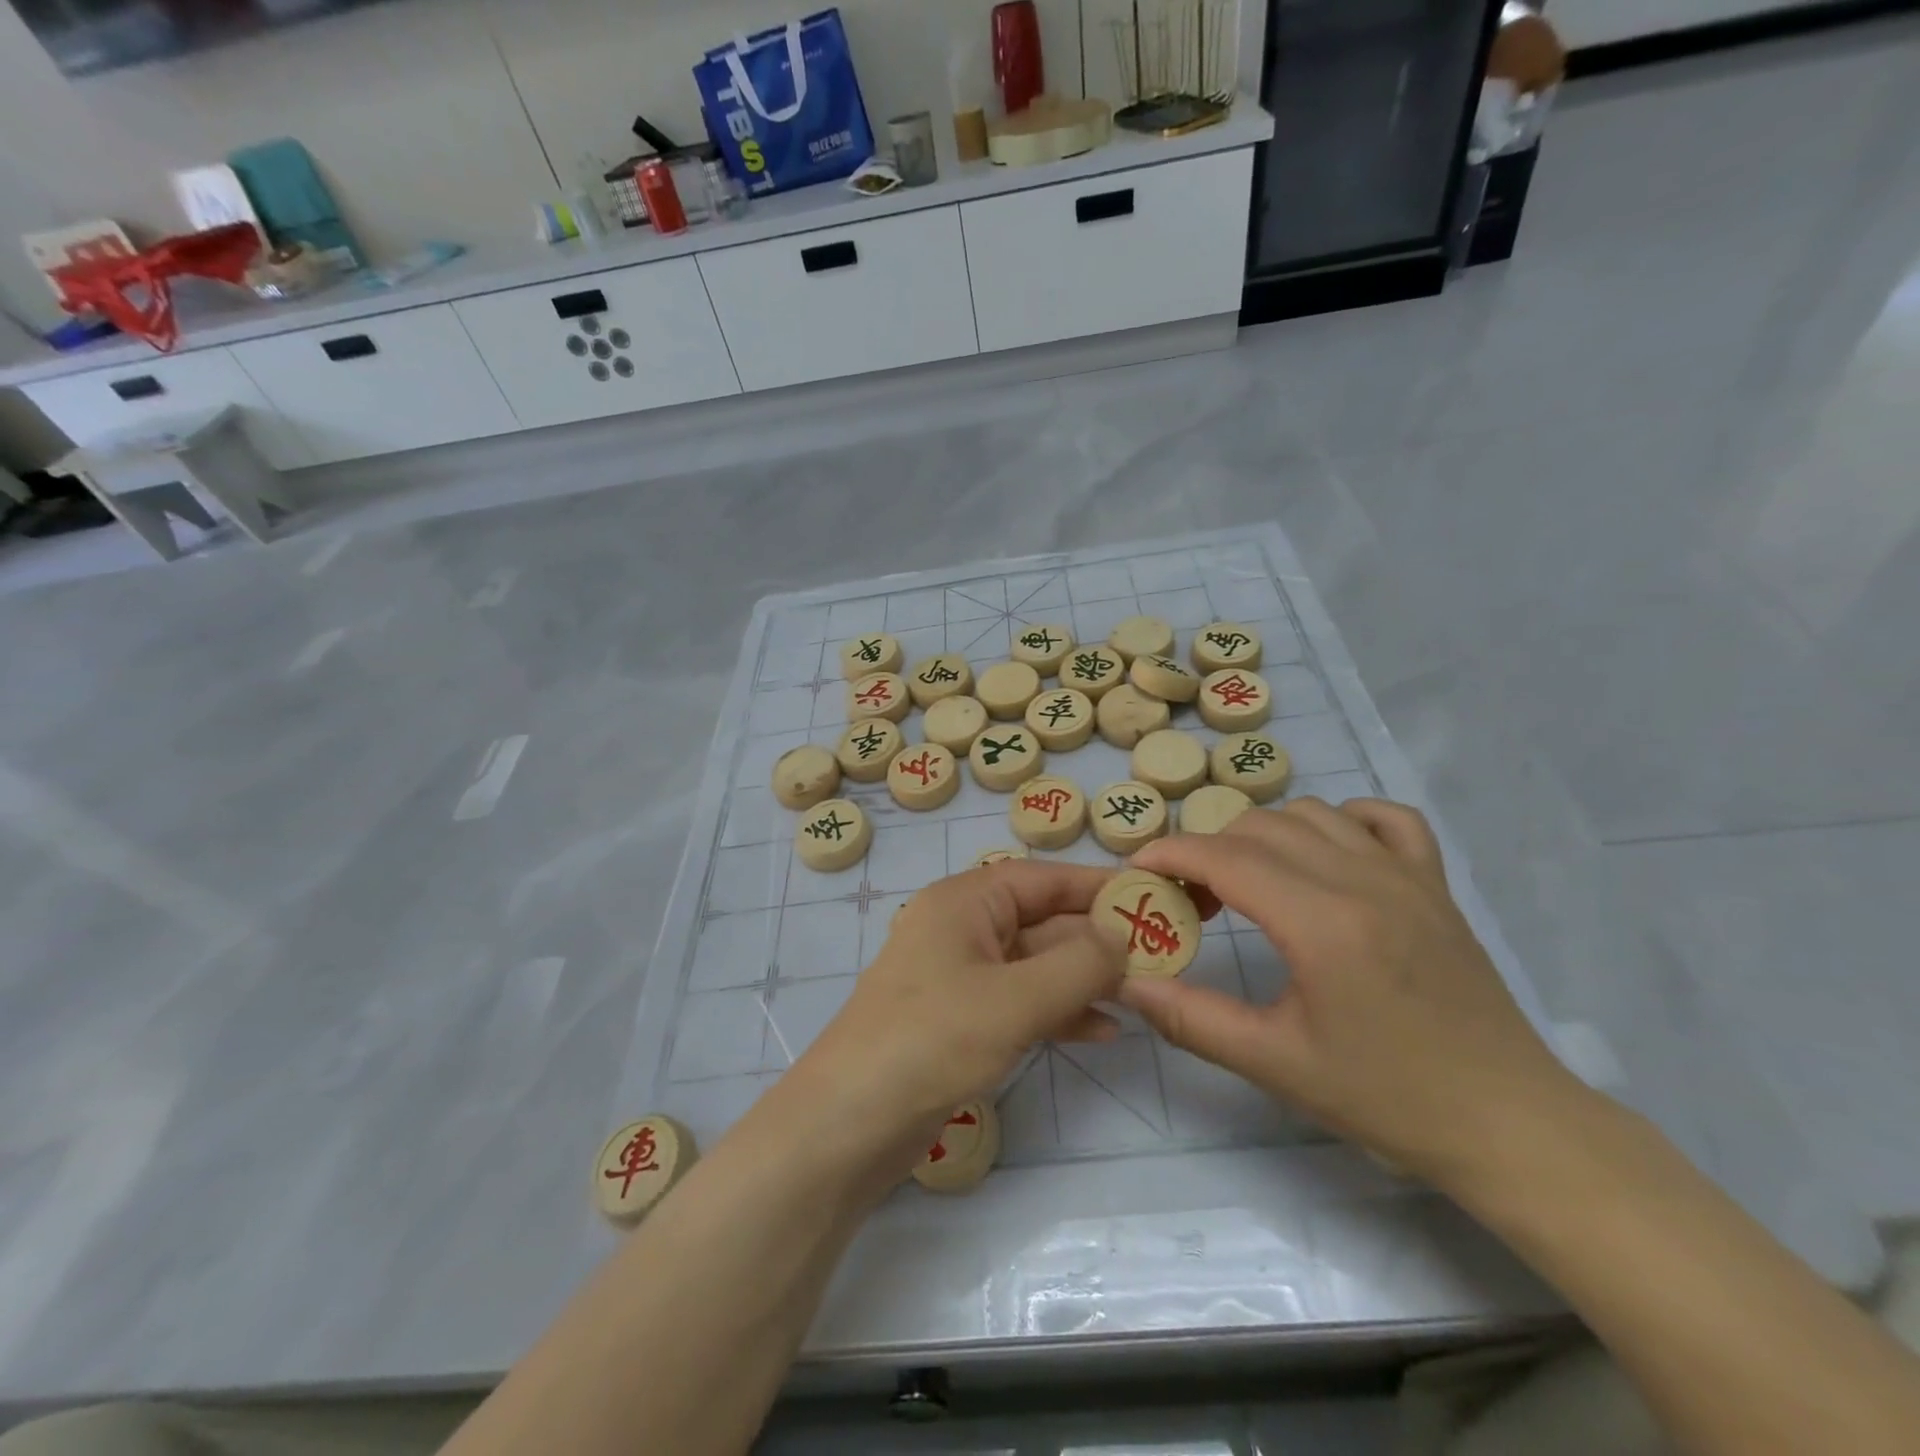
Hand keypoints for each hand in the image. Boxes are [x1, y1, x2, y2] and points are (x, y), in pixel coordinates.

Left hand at [797, 861, 1126, 1173]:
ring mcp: (960, 977)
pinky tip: (1102, 1031)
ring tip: (1140, 996)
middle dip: (1096, 941)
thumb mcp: (1014, 999)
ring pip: (1035, 965)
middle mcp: (962, 929)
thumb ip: (1078, 965)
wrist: (848, 1124)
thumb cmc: (931, 1040)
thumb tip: (1122, 938)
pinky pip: (1021, 1003)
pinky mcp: (961, 1021)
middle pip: (1042, 921)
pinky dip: (1059, 1012)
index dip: (1096, 887)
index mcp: (965, 902)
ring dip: (1083, 979)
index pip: (1042, 878)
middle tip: (1160, 958)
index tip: (1151, 898)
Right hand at [1120, 799, 1584, 1194]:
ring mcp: (1406, 875)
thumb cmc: (1386, 1097)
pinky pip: (1383, 818)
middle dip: (1208, 849)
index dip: (1171, 853)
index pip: (1226, 857)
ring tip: (1249, 881)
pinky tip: (1325, 856)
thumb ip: (1190, 1018)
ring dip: (1264, 834)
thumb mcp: (1274, 1063)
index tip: (1137, 869)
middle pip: (1259, 826)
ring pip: (1311, 813)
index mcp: (1322, 922)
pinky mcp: (1435, 883)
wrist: (1507, 1123)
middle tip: (1190, 897)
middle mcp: (1363, 879)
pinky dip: (1342, 820)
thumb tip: (1125, 983)